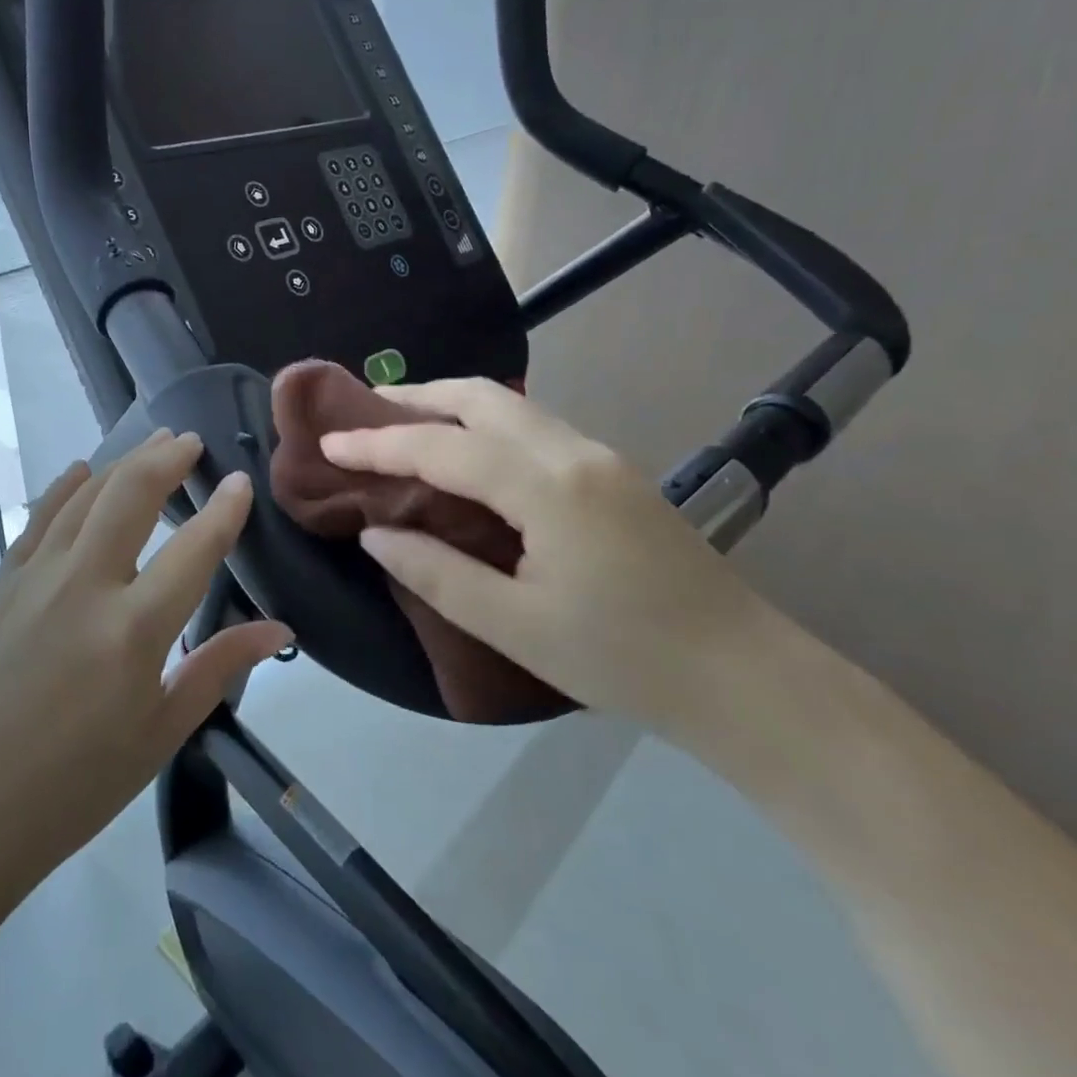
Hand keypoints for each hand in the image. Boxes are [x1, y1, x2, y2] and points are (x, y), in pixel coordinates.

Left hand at [0, 430, 291, 898]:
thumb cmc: (75, 787)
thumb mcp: (160, 734)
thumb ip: (218, 667)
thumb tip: (279, 628)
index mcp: (132, 630)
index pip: (194, 549)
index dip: (224, 510)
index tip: (242, 481)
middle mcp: (84, 587)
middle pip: (131, 496)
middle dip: (167, 459)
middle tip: (190, 441)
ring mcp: (35, 579)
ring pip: (85, 497)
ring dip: (123, 462)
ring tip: (152, 443)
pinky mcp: (1, 586)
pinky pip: (38, 520)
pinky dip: (65, 488)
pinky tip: (81, 471)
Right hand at [319, 378, 770, 733]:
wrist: (747, 679)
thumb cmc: (624, 659)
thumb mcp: (514, 626)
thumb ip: (436, 573)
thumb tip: (375, 532)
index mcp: (548, 486)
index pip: (443, 447)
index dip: (379, 443)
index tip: (329, 442)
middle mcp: (573, 451)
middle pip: (481, 397)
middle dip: (416, 398)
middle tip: (364, 414)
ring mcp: (600, 456)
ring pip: (510, 406)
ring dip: (451, 406)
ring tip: (404, 427)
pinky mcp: (614, 472)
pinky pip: (532, 428)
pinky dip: (484, 426)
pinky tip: (466, 455)